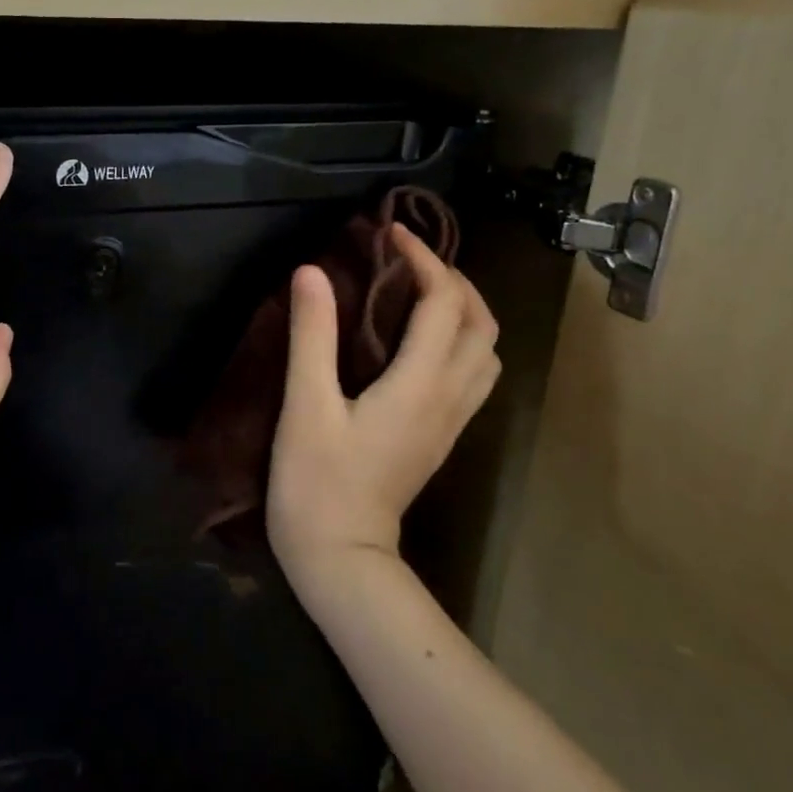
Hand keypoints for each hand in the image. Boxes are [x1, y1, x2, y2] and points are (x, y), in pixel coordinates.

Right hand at [267, 224, 499, 585]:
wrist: (341, 557)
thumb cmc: (316, 482)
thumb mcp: (305, 405)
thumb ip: (312, 335)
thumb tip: (312, 271)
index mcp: (419, 383)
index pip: (444, 302)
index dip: (424, 258)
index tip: (391, 234)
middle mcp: (448, 397)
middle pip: (482, 323)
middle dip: (455, 279)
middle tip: (410, 260)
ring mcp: (451, 421)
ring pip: (487, 352)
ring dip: (466, 311)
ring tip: (423, 293)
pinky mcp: (441, 438)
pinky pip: (473, 376)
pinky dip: (462, 342)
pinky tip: (423, 342)